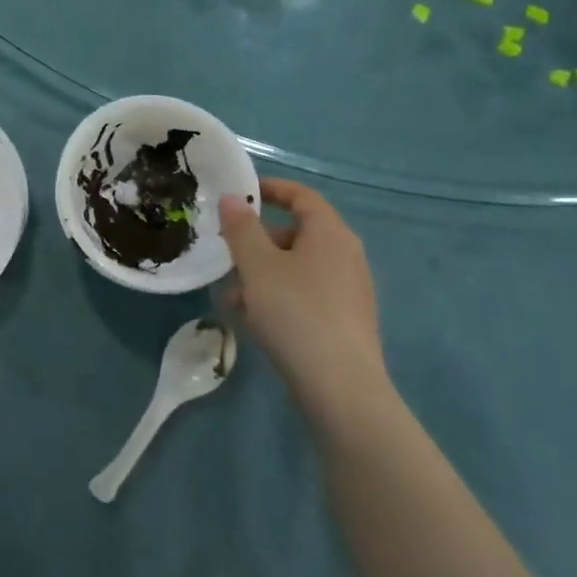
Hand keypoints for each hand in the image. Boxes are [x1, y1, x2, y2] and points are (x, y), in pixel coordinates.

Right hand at [219, 178, 389, 425]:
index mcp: (330, 233)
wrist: (341, 388)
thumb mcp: (257, 266)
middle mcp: (346, 255)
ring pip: (297, 266)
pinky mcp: (346, 320)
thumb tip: (232, 199)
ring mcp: (349, 290)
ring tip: (231, 296)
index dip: (271, 188)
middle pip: (297, 232)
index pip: (301, 195)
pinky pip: (306, 293)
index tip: (239, 193)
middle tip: (226, 253)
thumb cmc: (296, 313)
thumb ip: (242, 228)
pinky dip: (279, 295)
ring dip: (262, 272)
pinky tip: (254, 319)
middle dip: (257, 240)